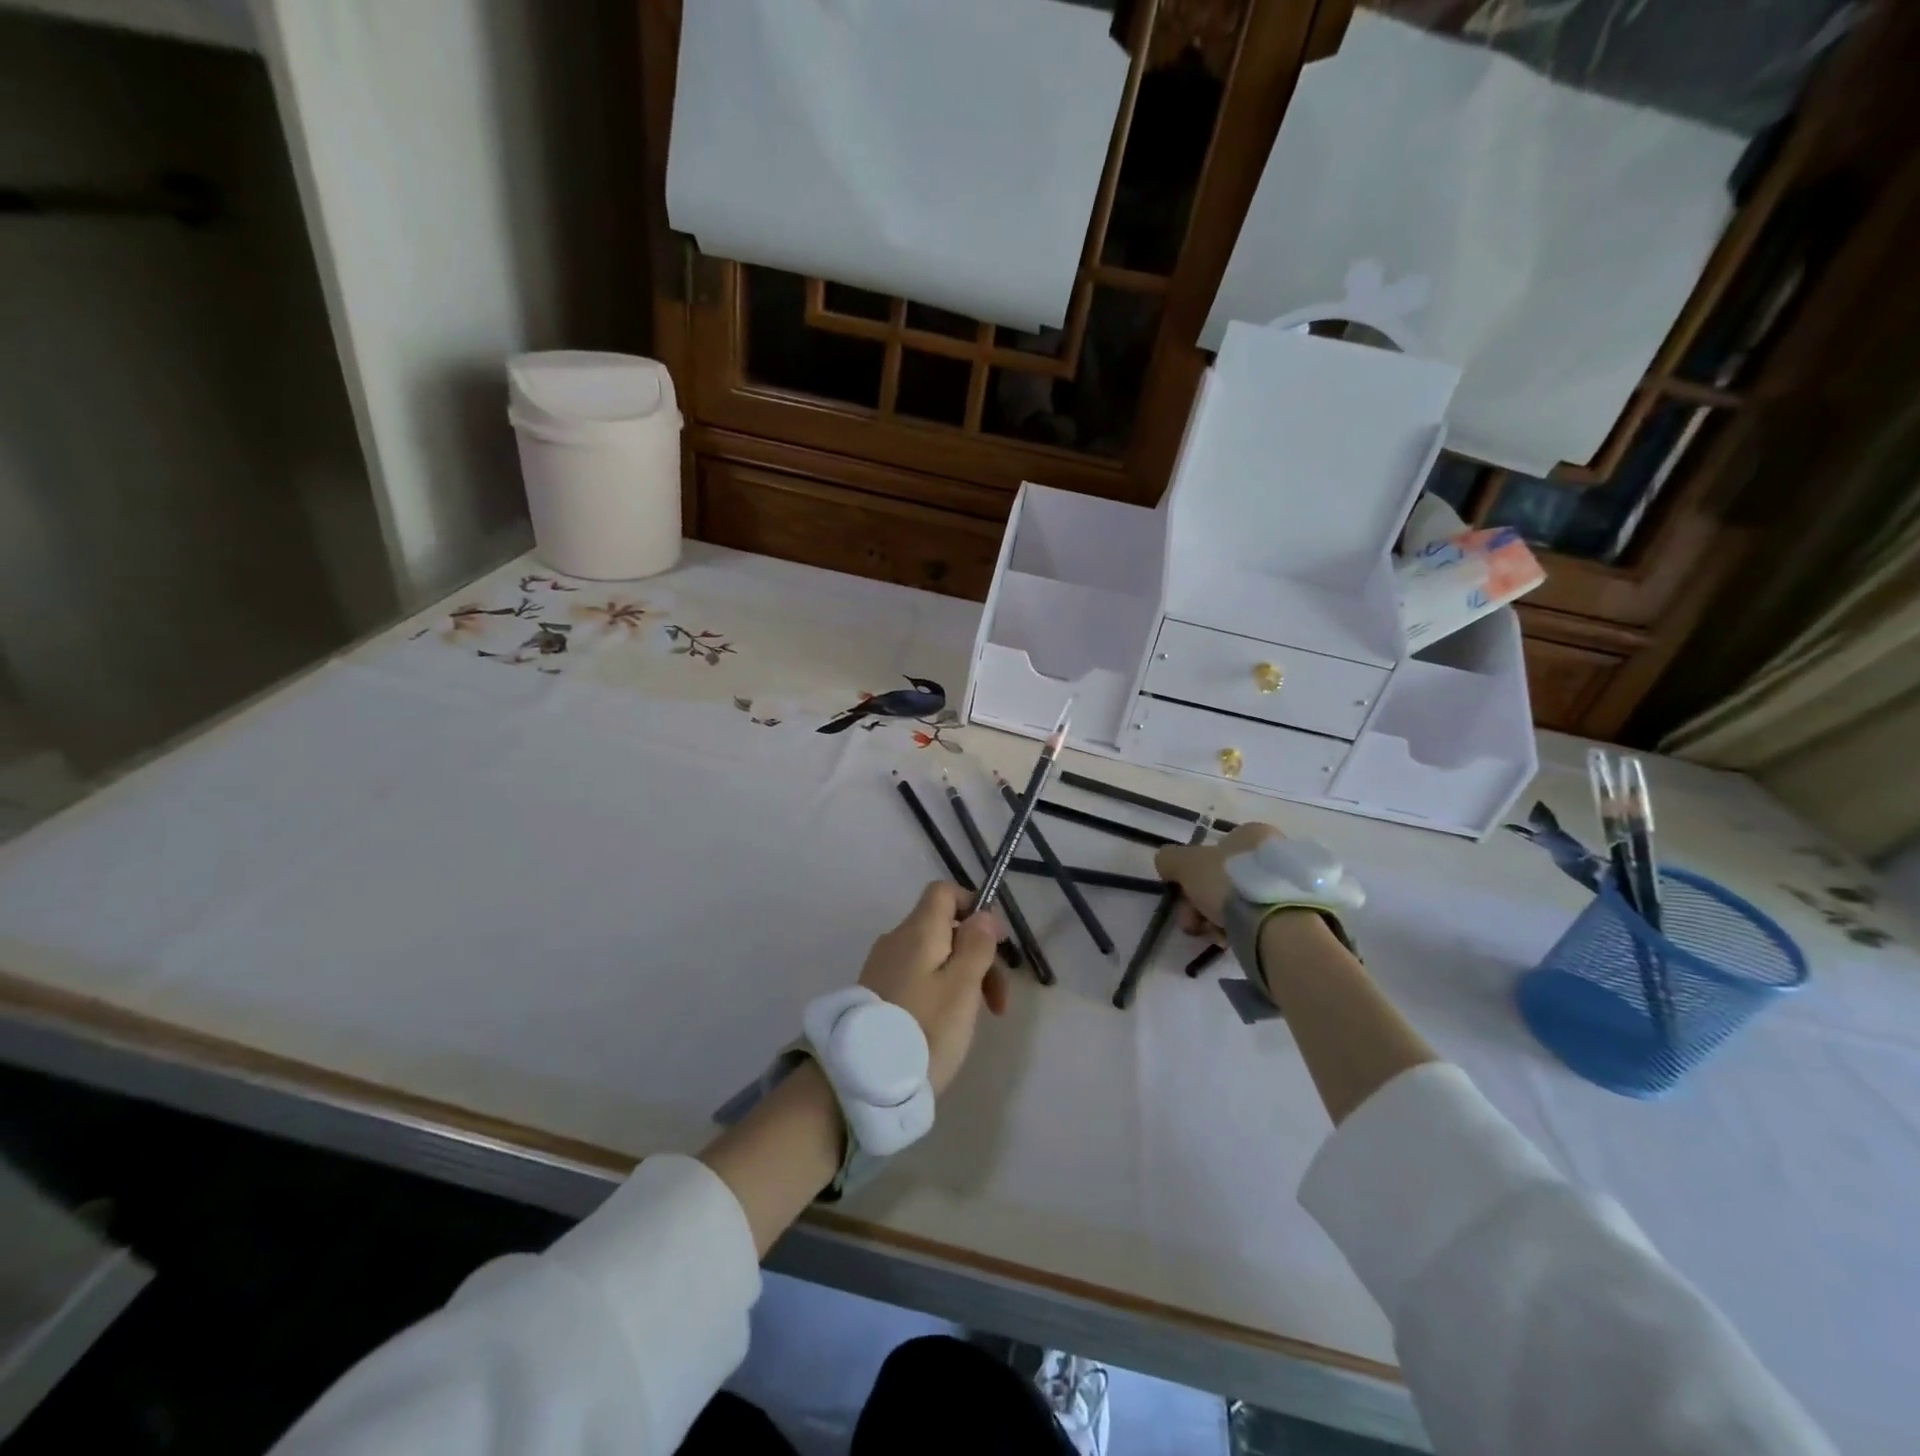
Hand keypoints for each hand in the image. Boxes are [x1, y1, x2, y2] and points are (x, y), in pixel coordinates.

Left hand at [859, 882, 1008, 1095]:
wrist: (863, 1080)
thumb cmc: (924, 1029)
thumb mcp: (962, 987)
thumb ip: (976, 945)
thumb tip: (983, 914)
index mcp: (918, 930)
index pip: (945, 892)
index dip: (973, 906)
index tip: (995, 943)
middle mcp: (896, 939)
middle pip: (944, 928)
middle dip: (976, 955)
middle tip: (996, 1003)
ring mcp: (882, 966)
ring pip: (932, 956)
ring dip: (960, 978)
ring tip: (972, 1020)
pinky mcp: (876, 993)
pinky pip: (916, 977)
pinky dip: (938, 991)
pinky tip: (943, 1025)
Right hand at [1154, 822, 1283, 939]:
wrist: (1277, 923)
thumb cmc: (1229, 882)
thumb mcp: (1186, 864)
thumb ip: (1170, 859)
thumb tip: (1165, 863)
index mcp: (1252, 834)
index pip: (1213, 851)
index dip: (1191, 875)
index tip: (1182, 896)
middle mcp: (1274, 853)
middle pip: (1221, 879)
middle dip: (1199, 903)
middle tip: (1192, 923)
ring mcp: (1287, 884)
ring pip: (1236, 901)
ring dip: (1215, 919)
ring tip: (1212, 936)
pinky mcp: (1295, 913)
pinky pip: (1255, 918)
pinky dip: (1238, 929)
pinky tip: (1231, 941)